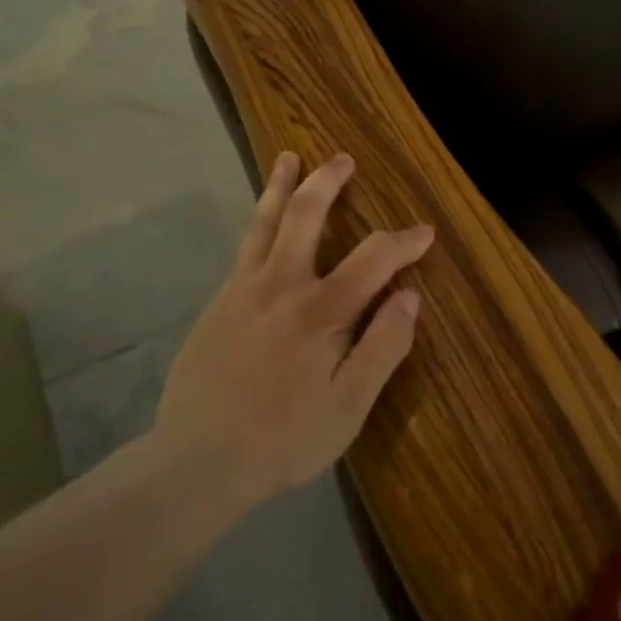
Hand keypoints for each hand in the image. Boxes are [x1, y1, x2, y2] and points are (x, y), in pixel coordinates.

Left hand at [151, 151, 433, 508]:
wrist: (195, 462)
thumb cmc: (283, 439)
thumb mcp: (349, 407)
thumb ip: (383, 347)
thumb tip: (409, 297)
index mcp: (320, 312)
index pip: (373, 258)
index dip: (404, 241)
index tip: (424, 232)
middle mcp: (280, 286)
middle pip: (305, 216)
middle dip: (328, 182)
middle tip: (343, 159)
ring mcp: (242, 291)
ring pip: (264, 223)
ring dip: (280, 186)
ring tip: (289, 158)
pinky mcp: (217, 304)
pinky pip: (244, 248)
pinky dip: (258, 222)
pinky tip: (263, 222)